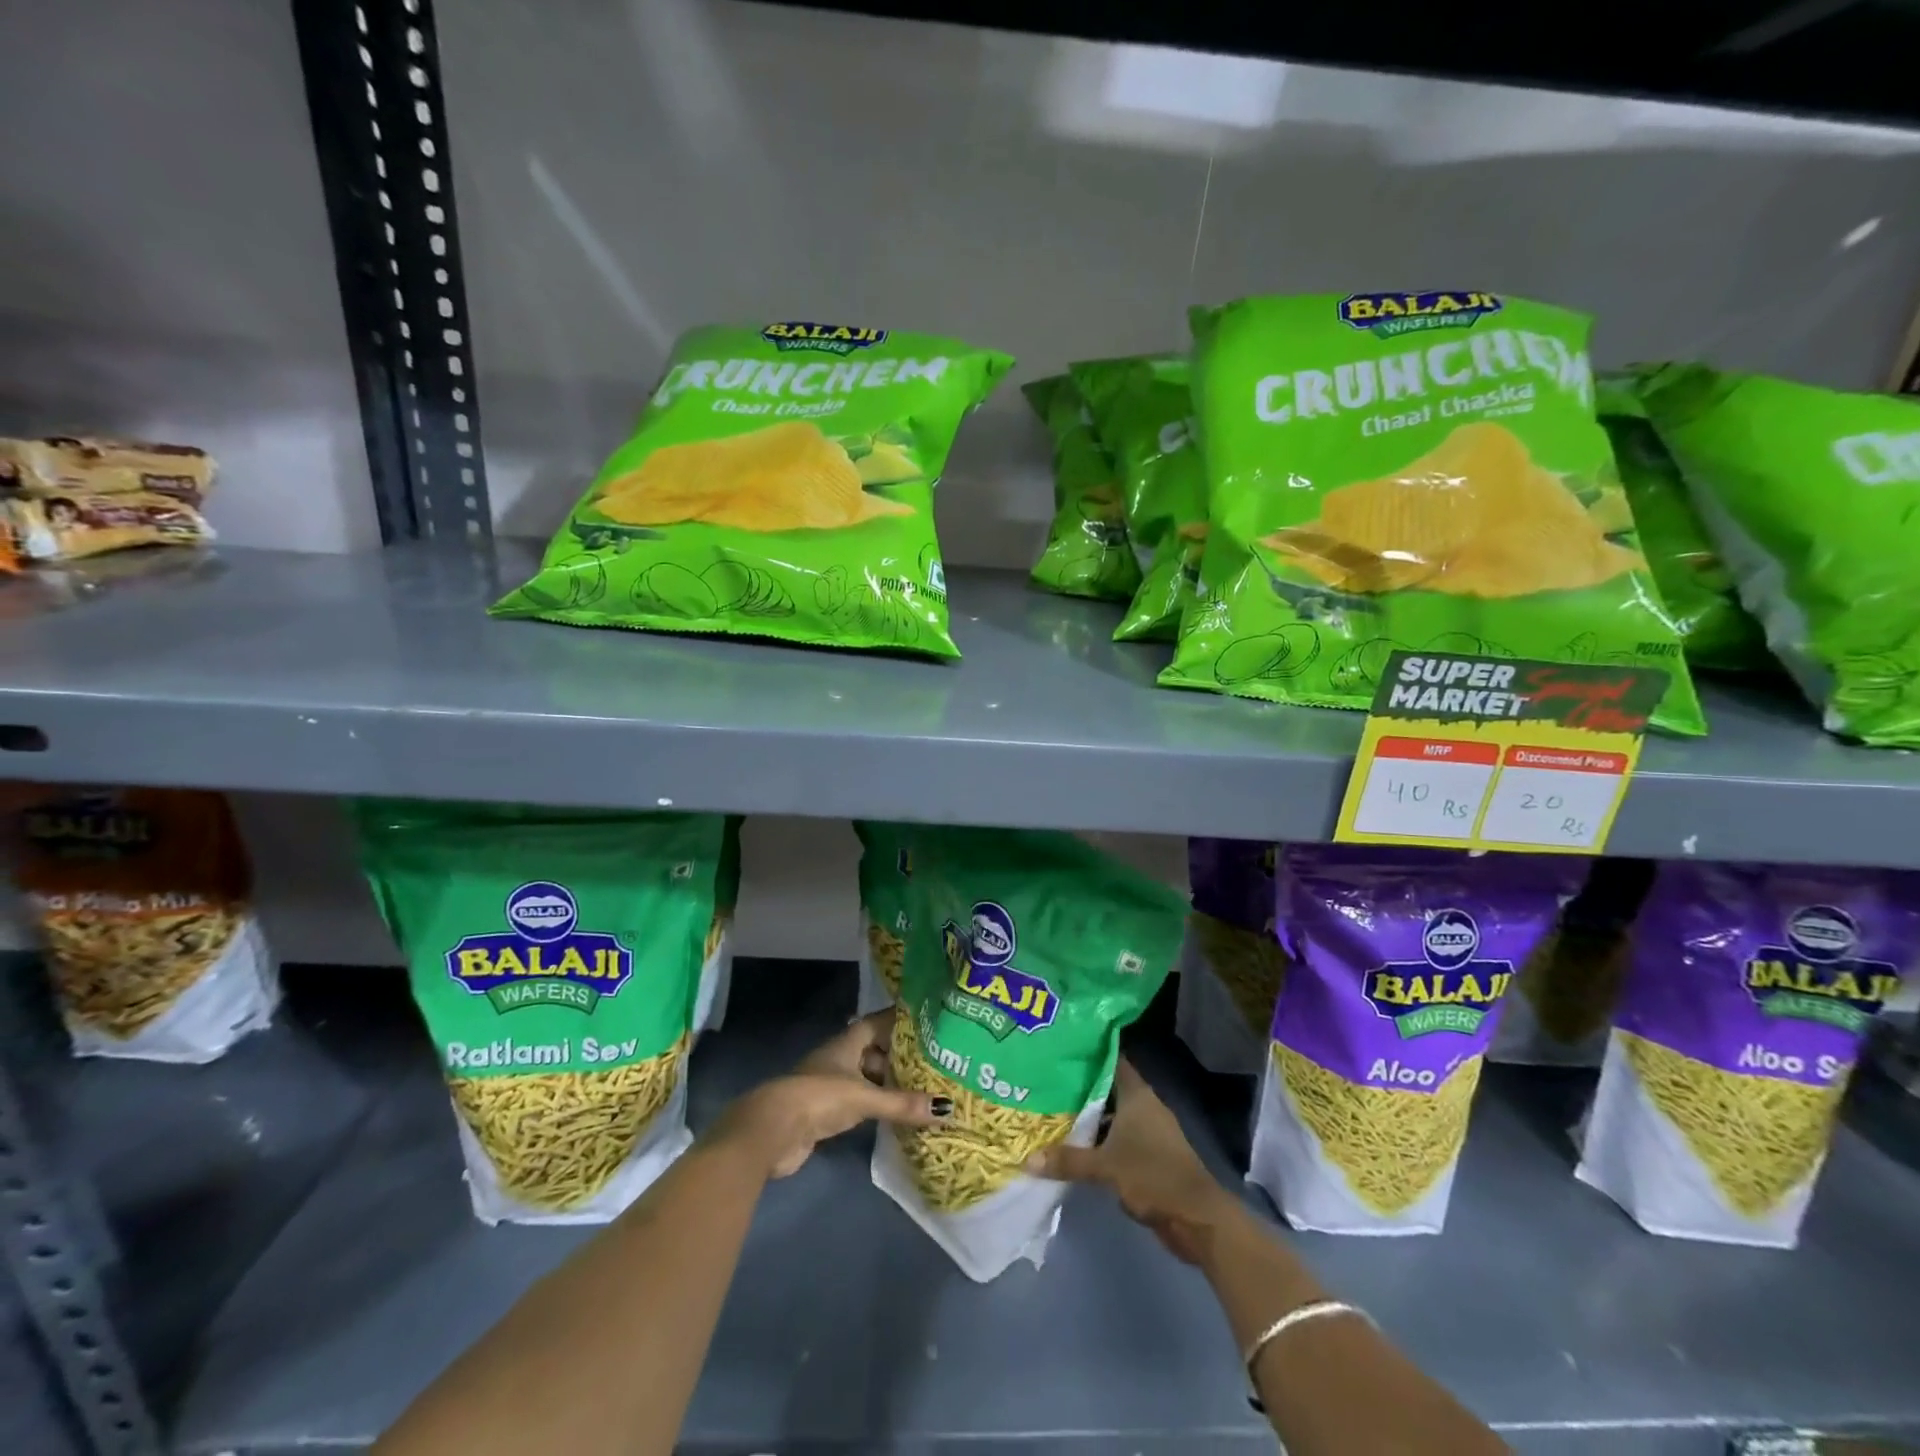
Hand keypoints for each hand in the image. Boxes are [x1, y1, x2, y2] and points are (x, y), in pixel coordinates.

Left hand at [712, 1009, 946, 1179]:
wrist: (772, 1131)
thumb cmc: (819, 1097)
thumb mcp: (864, 1097)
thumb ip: (902, 1104)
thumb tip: (947, 1109)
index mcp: (847, 1042)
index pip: (878, 1022)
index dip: (900, 1020)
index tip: (927, 1019)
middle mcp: (840, 1058)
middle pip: (875, 1050)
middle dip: (900, 1055)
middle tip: (934, 1059)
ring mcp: (831, 1084)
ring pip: (867, 1077)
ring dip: (889, 1082)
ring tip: (923, 1087)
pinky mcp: (827, 1111)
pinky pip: (861, 1100)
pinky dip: (878, 1104)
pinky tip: (896, 1113)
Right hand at [1025, 1058, 1233, 1263]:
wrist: (1196, 1217)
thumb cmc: (1152, 1176)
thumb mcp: (1105, 1167)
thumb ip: (1068, 1160)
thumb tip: (1028, 1159)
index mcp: (1137, 1095)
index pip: (1112, 1061)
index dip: (1090, 1053)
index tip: (1063, 1048)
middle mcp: (1144, 1106)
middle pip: (1109, 1088)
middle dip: (1082, 1087)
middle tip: (1048, 1080)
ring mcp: (1150, 1131)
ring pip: (1114, 1115)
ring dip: (1091, 1117)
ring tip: (1055, 1111)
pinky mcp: (1151, 1154)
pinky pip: (1120, 1137)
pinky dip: (1101, 1139)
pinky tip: (1077, 1145)